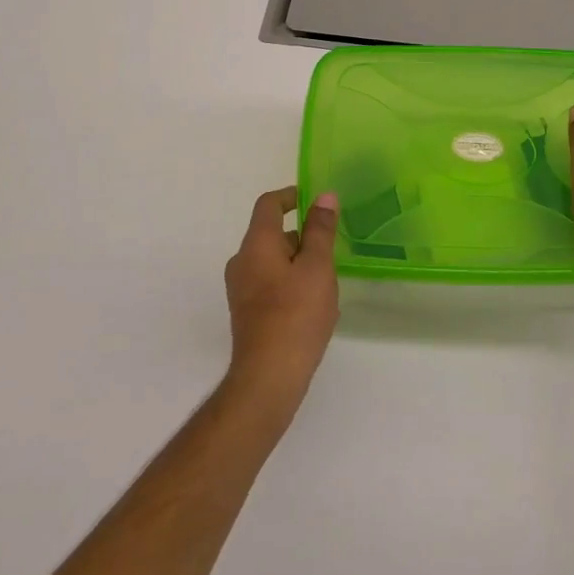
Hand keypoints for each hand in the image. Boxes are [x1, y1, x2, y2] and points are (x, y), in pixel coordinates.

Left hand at [223, 187, 339, 415]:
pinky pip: (270, 283)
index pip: (269, 204)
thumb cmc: (296, 315)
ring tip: (329, 279)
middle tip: (332, 246)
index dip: (292, 196)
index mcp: (256, 244)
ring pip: (273, 261)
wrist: (268, 378)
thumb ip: (321, 230)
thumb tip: (324, 196)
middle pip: (271, 233)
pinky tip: (316, 304)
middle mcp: (242, 262)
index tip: (316, 201)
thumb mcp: (317, 267)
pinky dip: (292, 282)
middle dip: (302, 235)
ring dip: (300, 261)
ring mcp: (241, 290)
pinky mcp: (247, 313)